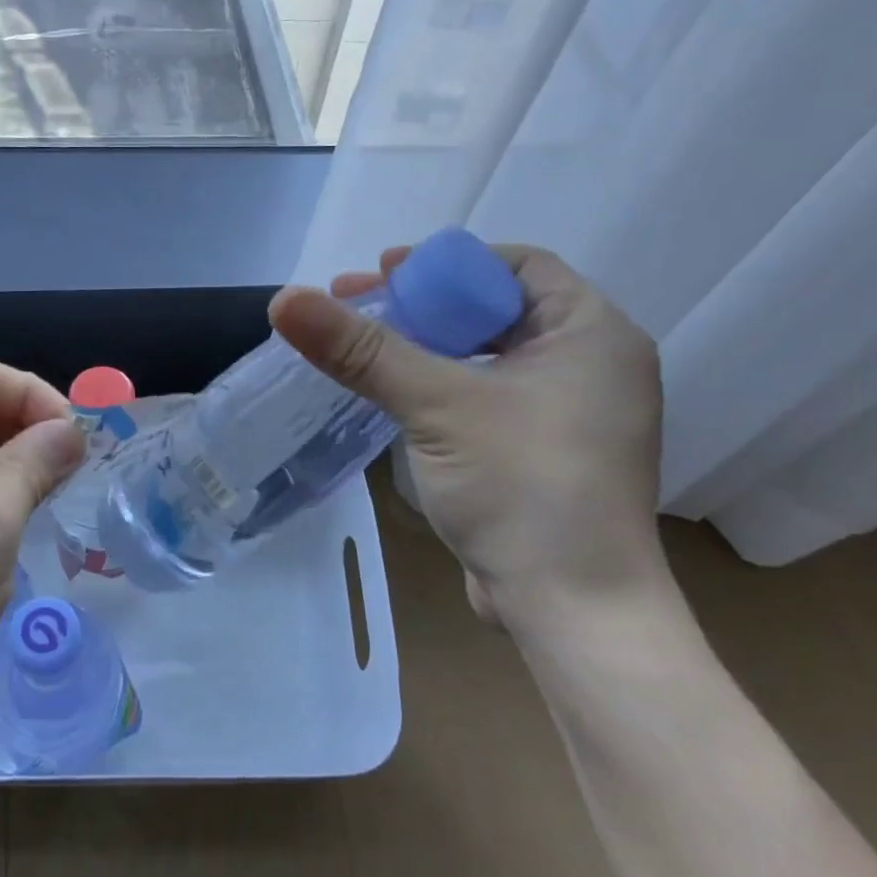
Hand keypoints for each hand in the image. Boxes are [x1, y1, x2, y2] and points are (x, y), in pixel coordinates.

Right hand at [269, 244, 667, 634]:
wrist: (573, 612)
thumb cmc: (523, 487)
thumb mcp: (438, 405)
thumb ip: (362, 350)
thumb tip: (284, 299)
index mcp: (592, 333)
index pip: (517, 266)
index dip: (447, 264)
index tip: (386, 272)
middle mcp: (590, 366)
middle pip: (495, 311)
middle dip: (425, 306)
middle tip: (357, 307)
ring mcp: (569, 416)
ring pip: (487, 359)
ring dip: (427, 349)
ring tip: (363, 350)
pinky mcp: (543, 455)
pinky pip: (487, 400)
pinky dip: (442, 389)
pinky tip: (394, 396)